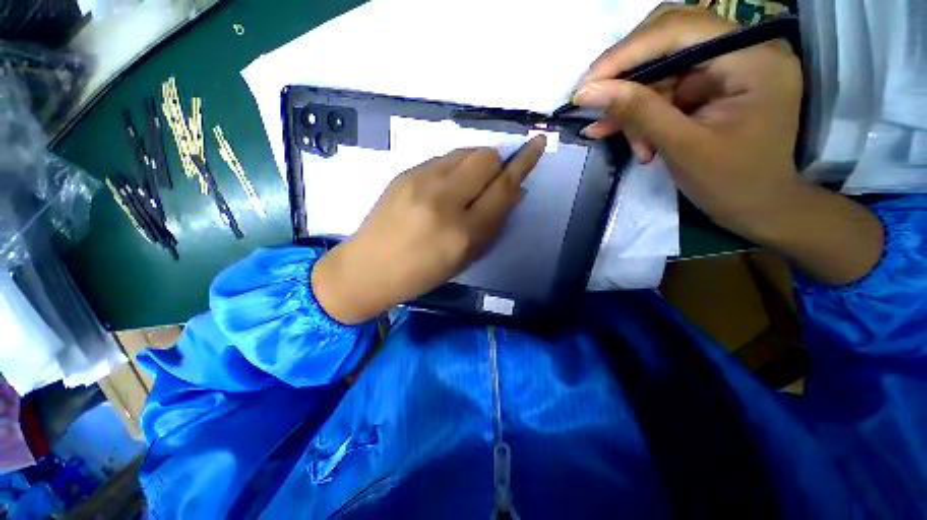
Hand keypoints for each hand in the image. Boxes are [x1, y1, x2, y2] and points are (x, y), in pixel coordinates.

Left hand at [312, 136, 545, 323]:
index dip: (524, 163)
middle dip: (497, 165)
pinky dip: (454, 168)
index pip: (503, 187)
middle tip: (491, 182)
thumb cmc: (422, 272)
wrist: (369, 267)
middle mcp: (444, 200)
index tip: (537, 144)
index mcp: (463, 232)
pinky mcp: (405, 173)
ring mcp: (421, 181)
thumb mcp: (466, 257)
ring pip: (465, 152)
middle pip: (486, 157)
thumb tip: (514, 191)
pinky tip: (444, 187)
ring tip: (467, 185)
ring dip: (476, 164)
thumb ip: (493, 224)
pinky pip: (443, 158)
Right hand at [573, 5, 803, 235]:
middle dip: (627, 75)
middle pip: (670, 40)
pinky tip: (625, 134)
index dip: (626, 53)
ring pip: (663, 69)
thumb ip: (637, 112)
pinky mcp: (717, 84)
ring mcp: (731, 66)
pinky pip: (668, 88)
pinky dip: (643, 112)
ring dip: (633, 104)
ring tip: (610, 135)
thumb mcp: (680, 147)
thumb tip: (588, 91)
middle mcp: (746, 49)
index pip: (679, 31)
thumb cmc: (730, 183)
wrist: (757, 207)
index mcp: (754, 59)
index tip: (586, 84)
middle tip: (594, 101)